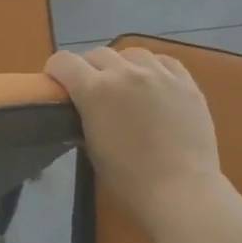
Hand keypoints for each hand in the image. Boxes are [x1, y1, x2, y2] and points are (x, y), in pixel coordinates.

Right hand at [46, 47, 220, 221]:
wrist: (181, 189)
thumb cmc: (129, 178)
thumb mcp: (93, 149)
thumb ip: (83, 122)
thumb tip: (81, 114)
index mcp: (95, 90)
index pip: (64, 61)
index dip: (55, 70)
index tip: (57, 83)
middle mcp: (125, 73)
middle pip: (98, 54)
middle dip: (88, 68)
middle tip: (91, 89)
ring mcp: (159, 74)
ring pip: (132, 53)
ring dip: (121, 65)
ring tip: (125, 83)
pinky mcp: (185, 82)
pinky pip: (164, 62)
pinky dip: (152, 68)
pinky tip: (153, 83)